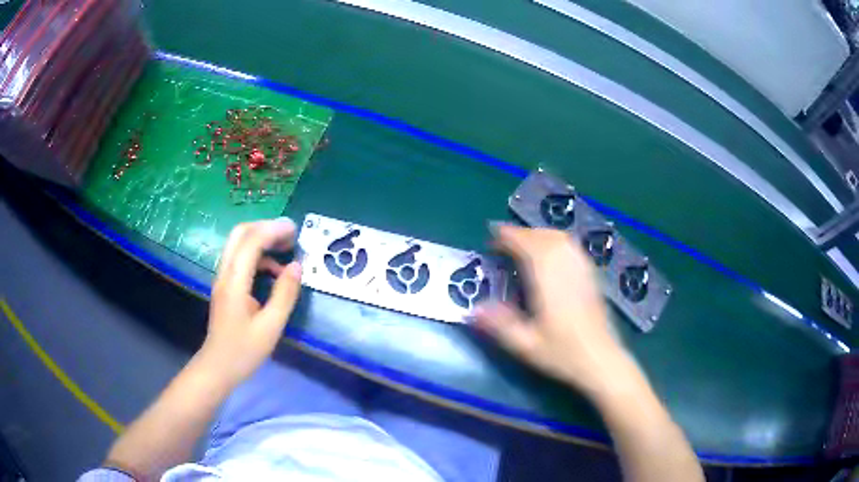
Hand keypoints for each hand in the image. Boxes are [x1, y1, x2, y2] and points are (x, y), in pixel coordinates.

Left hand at [199, 218, 302, 386]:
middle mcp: (225, 273)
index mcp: (235, 282)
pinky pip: (240, 258)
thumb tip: (297, 266)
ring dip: (261, 239)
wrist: (217, 367)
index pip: (251, 242)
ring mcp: (222, 278)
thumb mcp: (271, 327)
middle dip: (265, 227)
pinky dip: (257, 255)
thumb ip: (284, 294)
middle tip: (290, 234)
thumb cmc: (244, 351)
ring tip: (286, 248)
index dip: (273, 230)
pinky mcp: (225, 285)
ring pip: (238, 244)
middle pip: (240, 234)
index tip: (295, 230)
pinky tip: (273, 270)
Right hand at [474, 225, 628, 396]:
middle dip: (522, 234)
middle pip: (543, 236)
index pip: (527, 245)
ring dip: (539, 235)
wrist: (601, 360)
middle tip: (504, 242)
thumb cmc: (563, 353)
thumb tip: (473, 309)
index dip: (508, 236)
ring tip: (524, 244)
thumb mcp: (526, 345)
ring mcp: (582, 269)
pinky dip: (557, 242)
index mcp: (548, 280)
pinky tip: (551, 254)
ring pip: (560, 238)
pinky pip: (572, 247)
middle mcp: (566, 267)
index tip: (492, 236)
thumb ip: (499, 325)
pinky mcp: (591, 275)